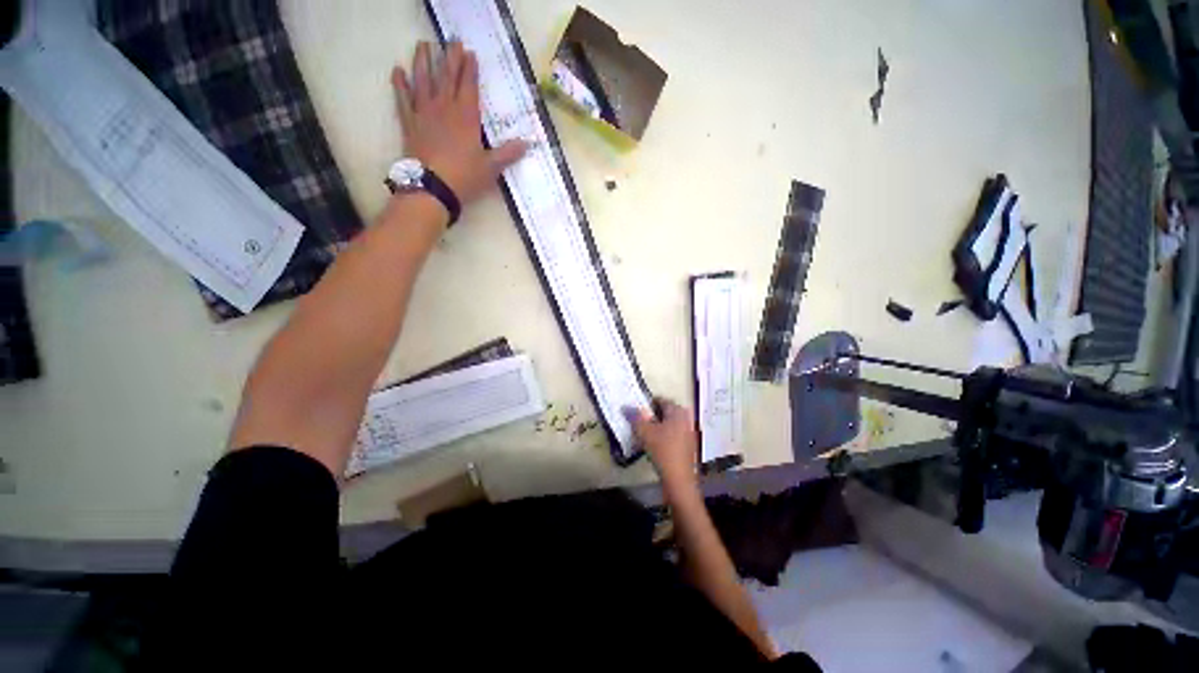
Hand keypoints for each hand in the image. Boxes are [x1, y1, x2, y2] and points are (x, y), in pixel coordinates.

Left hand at [391, 41, 525, 207]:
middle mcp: (444, 108)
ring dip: (423, 61)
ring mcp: (424, 114)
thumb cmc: (465, 177)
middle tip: (451, 39)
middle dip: (450, 57)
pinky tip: (397, 71)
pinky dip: (400, 85)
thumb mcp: (491, 168)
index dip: (470, 69)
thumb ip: (508, 153)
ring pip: (423, 81)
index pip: (469, 86)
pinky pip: (403, 99)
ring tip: (423, 45)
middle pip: (447, 77)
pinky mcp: (409, 123)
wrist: (432, 188)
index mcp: (466, 117)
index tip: (470, 53)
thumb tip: (528, 144)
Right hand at [631, 400, 698, 493]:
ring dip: (658, 427)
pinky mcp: (689, 447)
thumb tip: (626, 407)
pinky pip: (674, 436)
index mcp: (678, 412)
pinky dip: (664, 437)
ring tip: (646, 435)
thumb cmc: (663, 451)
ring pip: (670, 425)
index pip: (661, 400)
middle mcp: (686, 419)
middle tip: (641, 422)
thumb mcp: (645, 432)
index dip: (648, 404)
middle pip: (666, 412)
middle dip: (653, 416)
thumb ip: (635, 418)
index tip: (637, 411)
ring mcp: (689, 433)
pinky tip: (655, 446)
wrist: (679, 480)